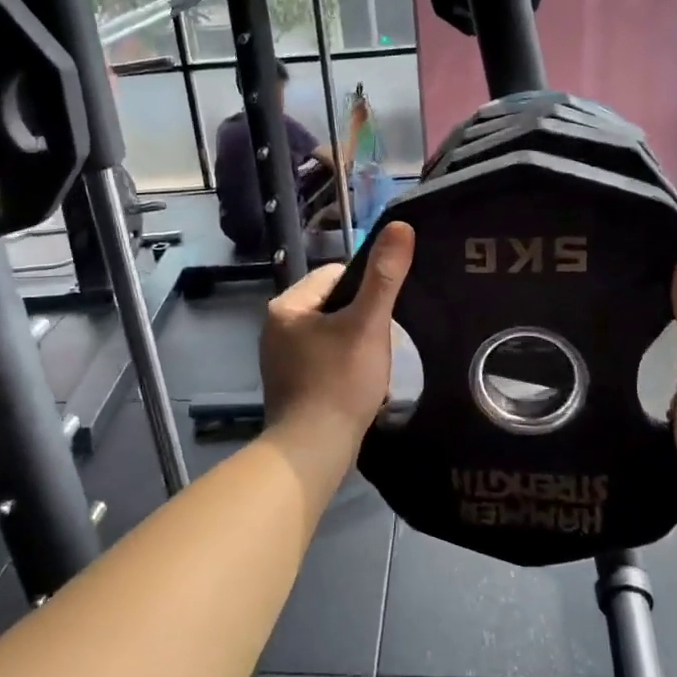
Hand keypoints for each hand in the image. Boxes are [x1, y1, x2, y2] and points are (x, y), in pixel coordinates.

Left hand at [260, 221, 413, 449]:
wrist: (313, 451)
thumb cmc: (339, 382)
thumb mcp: (368, 324)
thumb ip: (385, 276)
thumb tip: (401, 225)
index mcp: (287, 306)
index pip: (336, 275)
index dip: (367, 289)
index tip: (383, 315)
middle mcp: (276, 327)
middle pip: (334, 305)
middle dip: (363, 321)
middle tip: (380, 345)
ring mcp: (280, 359)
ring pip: (332, 335)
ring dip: (357, 346)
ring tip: (372, 368)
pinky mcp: (290, 385)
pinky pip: (325, 361)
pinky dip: (345, 369)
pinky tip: (359, 387)